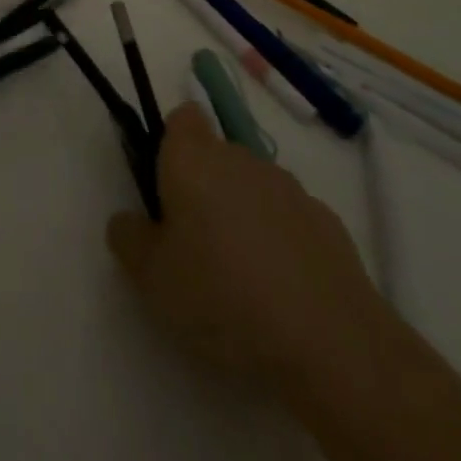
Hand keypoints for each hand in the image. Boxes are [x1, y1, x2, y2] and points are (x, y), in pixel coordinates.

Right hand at [107, 103, 387, 385]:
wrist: (333, 343)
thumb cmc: (224, 296)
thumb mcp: (151, 277)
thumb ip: (128, 237)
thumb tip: (129, 220)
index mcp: (193, 157)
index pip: (181, 117)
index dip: (170, 144)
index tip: (165, 187)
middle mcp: (240, 157)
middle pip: (215, 155)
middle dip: (204, 188)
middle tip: (194, 244)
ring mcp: (289, 188)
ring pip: (252, 187)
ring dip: (242, 215)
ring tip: (241, 278)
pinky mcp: (328, 223)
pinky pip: (288, 220)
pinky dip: (280, 242)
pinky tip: (282, 293)